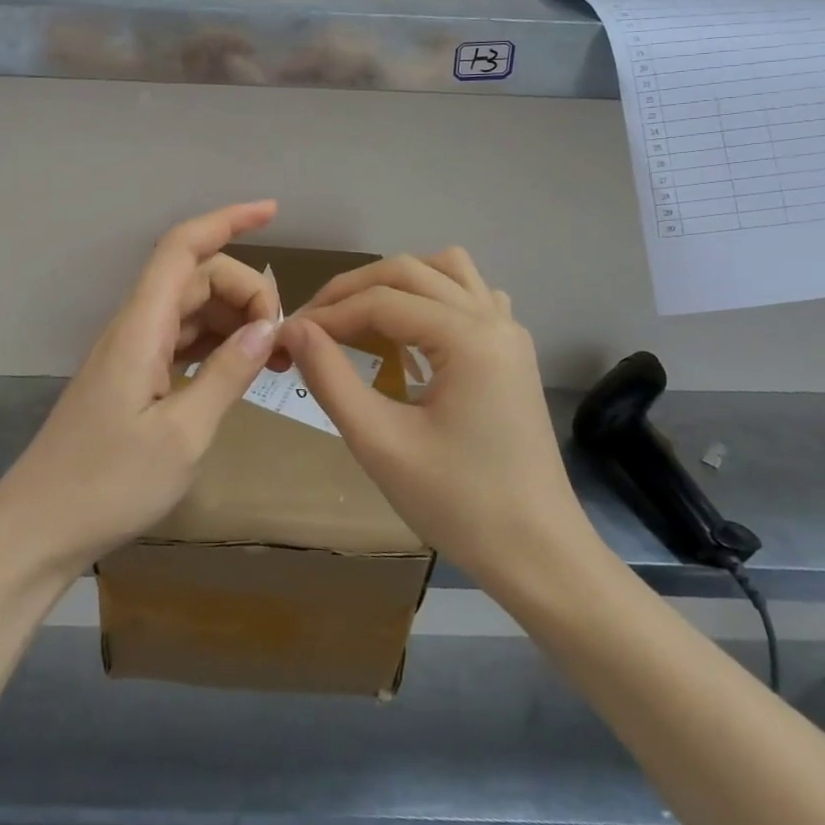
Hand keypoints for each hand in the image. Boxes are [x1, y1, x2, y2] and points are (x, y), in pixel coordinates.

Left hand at [0, 201, 282, 578]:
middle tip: (283, 340)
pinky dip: (215, 342)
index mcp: (141, 327)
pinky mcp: (132, 376)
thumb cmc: (107, 484)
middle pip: (196, 277)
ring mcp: (131, 351)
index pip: (183, 247)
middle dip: (246, 291)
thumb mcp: (183, 435)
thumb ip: (227, 373)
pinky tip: (240, 366)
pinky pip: (181, 339)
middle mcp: (134, 326)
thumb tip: (268, 327)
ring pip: (191, 307)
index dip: (227, 220)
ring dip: (234, 317)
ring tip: (274, 354)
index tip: (272, 212)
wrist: (38, 528)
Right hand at [281, 248, 600, 591]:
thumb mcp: (380, 443)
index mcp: (468, 337)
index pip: (380, 301)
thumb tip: (292, 328)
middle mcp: (493, 318)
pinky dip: (431, 296)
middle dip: (352, 291)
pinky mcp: (512, 350)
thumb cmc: (459, 504)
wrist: (539, 555)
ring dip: (395, 283)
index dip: (326, 314)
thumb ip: (330, 377)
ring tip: (359, 318)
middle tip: (311, 326)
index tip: (285, 338)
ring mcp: (509, 331)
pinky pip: (470, 294)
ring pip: (444, 270)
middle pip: (409, 271)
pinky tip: (412, 334)